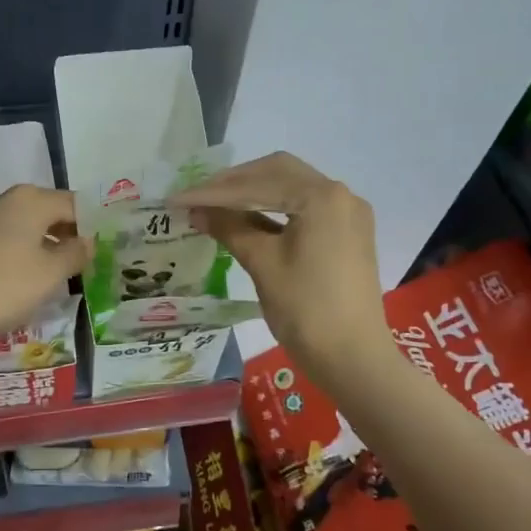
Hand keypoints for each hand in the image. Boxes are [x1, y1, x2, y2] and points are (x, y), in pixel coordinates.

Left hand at [0, 185, 88, 358]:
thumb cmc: (2, 288)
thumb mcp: (50, 274)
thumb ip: (76, 254)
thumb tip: (88, 241)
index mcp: (29, 199)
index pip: (74, 204)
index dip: (94, 225)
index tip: (107, 249)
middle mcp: (2, 200)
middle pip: (47, 213)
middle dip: (68, 236)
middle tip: (88, 264)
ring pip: (23, 228)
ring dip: (43, 247)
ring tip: (60, 276)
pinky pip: (2, 242)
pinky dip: (19, 255)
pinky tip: (24, 282)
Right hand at [173, 153, 392, 382]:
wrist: (353, 358)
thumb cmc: (306, 310)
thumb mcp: (262, 264)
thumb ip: (229, 228)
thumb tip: (196, 209)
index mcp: (320, 197)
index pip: (257, 184)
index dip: (212, 192)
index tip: (177, 199)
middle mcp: (339, 194)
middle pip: (278, 172)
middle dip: (234, 183)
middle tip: (197, 196)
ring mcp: (347, 213)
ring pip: (291, 187)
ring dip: (253, 193)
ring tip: (215, 205)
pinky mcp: (347, 232)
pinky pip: (304, 207)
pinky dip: (274, 208)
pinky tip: (247, 219)